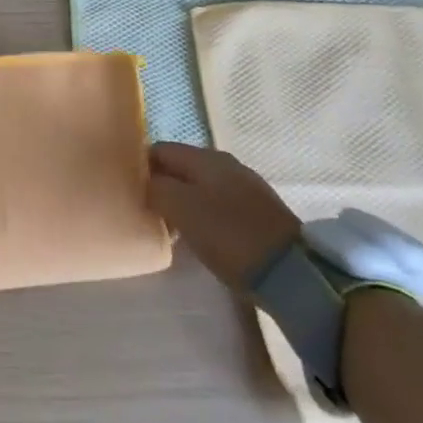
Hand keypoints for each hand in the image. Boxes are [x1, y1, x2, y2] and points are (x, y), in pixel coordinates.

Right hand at [147, 141, 300, 291]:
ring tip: (171, 228)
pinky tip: (201, 236)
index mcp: (205, 157)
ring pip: (199, 187)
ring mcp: (246, 188)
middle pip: (180, 168)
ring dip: (183, 203)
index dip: (140, 167)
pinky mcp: (259, 213)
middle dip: (162, 186)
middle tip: (148, 212)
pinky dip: (204, 216)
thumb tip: (147, 183)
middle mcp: (226, 164)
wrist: (292, 272)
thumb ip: (155, 188)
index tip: (130, 192)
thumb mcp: (180, 208)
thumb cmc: (228, 234)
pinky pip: (218, 205)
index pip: (159, 150)